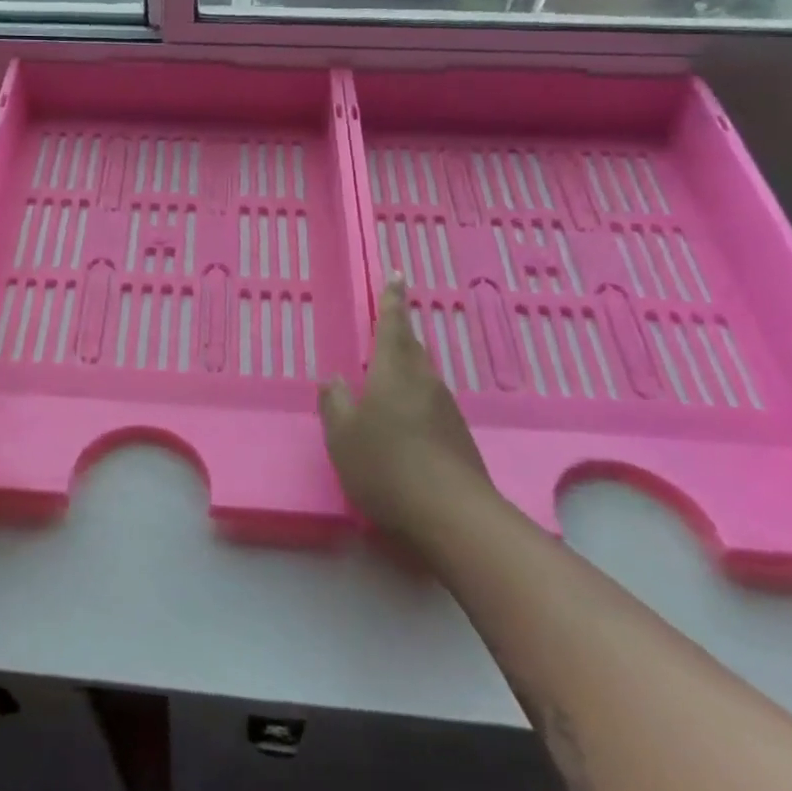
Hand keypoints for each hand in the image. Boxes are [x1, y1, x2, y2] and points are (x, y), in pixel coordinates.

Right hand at [319, 277, 488, 540]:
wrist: (453, 515)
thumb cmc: (386, 465)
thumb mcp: (342, 435)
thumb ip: (334, 403)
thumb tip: (334, 379)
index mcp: (394, 372)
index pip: (392, 324)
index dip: (392, 299)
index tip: (397, 274)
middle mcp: (424, 382)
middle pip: (412, 348)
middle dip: (399, 333)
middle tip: (387, 324)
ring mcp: (445, 410)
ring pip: (422, 377)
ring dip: (405, 369)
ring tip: (386, 377)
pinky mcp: (457, 437)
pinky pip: (430, 404)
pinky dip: (413, 400)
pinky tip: (402, 422)